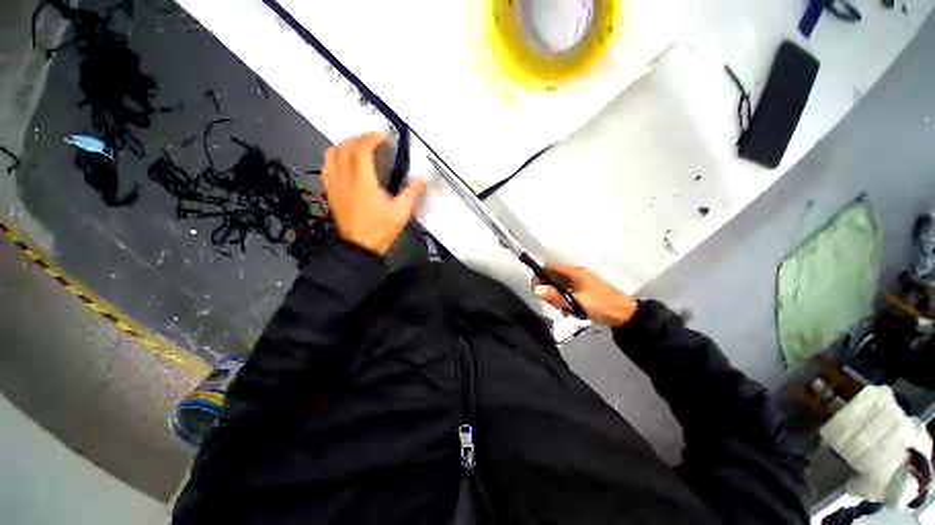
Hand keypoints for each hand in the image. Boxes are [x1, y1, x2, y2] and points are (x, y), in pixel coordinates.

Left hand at [322, 132, 425, 254]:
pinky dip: (335, 157)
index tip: (383, 137)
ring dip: (345, 145)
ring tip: (359, 147)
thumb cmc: (380, 230)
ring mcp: (334, 185)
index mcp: (363, 183)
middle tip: (373, 140)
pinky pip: (326, 167)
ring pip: (332, 154)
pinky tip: (344, 162)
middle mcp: (345, 179)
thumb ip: (411, 193)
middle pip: (344, 147)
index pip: (361, 150)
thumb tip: (421, 178)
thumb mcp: (401, 213)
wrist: (359, 247)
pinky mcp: (330, 191)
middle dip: (359, 138)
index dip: (371, 138)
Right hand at [531, 264, 637, 326]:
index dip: (540, 277)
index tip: (537, 291)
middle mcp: (577, 273)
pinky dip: (565, 298)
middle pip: (554, 276)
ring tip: (563, 309)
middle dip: (549, 289)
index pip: (549, 267)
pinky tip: (570, 310)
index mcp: (574, 272)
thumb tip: (535, 289)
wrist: (626, 315)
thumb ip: (555, 296)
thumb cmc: (600, 306)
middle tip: (552, 303)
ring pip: (561, 285)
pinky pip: (569, 290)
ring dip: (557, 296)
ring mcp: (582, 281)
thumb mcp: (575, 302)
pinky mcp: (586, 289)